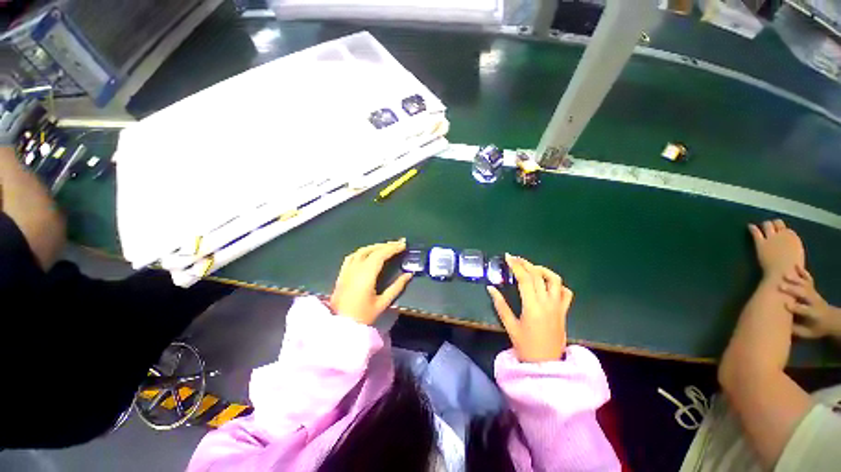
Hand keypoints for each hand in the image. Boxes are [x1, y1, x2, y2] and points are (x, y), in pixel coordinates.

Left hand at [329, 240, 412, 324]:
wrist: (339, 326)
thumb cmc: (362, 317)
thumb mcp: (382, 303)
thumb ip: (397, 287)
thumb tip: (409, 274)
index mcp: (366, 275)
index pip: (380, 255)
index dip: (393, 248)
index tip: (403, 245)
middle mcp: (356, 269)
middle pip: (372, 250)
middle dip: (386, 245)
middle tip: (399, 243)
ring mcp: (347, 270)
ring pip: (361, 251)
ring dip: (375, 246)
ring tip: (387, 246)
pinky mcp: (342, 274)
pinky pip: (352, 256)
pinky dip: (363, 251)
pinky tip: (368, 252)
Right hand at [486, 254, 572, 362]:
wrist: (546, 365)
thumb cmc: (525, 346)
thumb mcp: (510, 326)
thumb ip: (500, 305)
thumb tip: (491, 288)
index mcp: (532, 306)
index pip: (525, 279)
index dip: (516, 266)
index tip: (508, 257)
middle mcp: (547, 302)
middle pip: (538, 275)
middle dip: (525, 264)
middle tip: (515, 259)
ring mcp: (558, 306)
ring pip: (555, 280)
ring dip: (542, 270)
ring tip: (531, 268)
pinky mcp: (564, 311)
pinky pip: (566, 293)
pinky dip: (557, 284)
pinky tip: (547, 284)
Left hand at [748, 220, 804, 277]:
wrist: (783, 274)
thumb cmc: (792, 270)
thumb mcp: (797, 256)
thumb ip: (792, 248)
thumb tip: (788, 246)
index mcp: (794, 239)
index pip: (787, 229)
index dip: (782, 230)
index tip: (779, 231)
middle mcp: (783, 235)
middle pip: (777, 223)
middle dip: (773, 224)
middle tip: (770, 225)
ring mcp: (771, 238)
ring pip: (767, 225)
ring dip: (765, 225)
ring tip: (761, 225)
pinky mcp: (761, 243)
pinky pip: (756, 232)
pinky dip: (752, 228)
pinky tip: (749, 226)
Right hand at [779, 266, 840, 338]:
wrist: (832, 320)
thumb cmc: (816, 328)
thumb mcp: (808, 333)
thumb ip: (797, 329)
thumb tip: (783, 326)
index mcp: (814, 314)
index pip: (804, 310)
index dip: (795, 308)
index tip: (785, 305)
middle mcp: (815, 302)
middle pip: (804, 294)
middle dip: (793, 290)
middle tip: (780, 286)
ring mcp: (814, 294)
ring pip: (805, 285)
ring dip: (795, 280)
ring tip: (784, 275)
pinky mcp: (813, 289)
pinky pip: (808, 279)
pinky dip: (802, 272)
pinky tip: (795, 266)